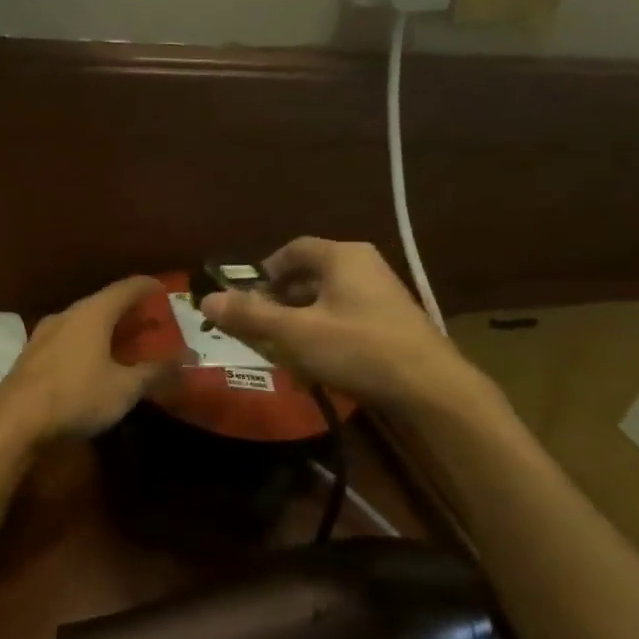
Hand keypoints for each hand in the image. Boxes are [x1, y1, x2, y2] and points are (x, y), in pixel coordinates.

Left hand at [0, 276, 178, 441]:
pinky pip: (69, 339)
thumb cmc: (76, 395)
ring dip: (106, 328)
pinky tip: (94, 362)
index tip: (165, 290)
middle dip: (129, 311)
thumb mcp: (125, 388)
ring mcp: (45, 333)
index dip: (149, 287)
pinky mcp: (33, 354)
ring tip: (125, 342)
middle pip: (103, 303)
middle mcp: (68, 314)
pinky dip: (88, 343)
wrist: (14, 419)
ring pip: (83, 321)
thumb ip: (157, 371)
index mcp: (93, 312)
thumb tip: (188, 359)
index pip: (127, 287)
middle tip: (151, 323)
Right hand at [200, 238, 471, 409]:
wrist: (431, 388)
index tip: (245, 297)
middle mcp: (364, 266)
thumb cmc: (358, 349)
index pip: (292, 250)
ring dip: (299, 318)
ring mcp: (382, 294)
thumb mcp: (295, 333)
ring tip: (283, 346)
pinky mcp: (392, 321)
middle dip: (279, 299)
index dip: (264, 271)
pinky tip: (316, 360)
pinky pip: (345, 316)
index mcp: (342, 257)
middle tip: (258, 325)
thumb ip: (250, 315)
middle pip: (309, 274)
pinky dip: (323, 330)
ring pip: (327, 298)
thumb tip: (206, 300)